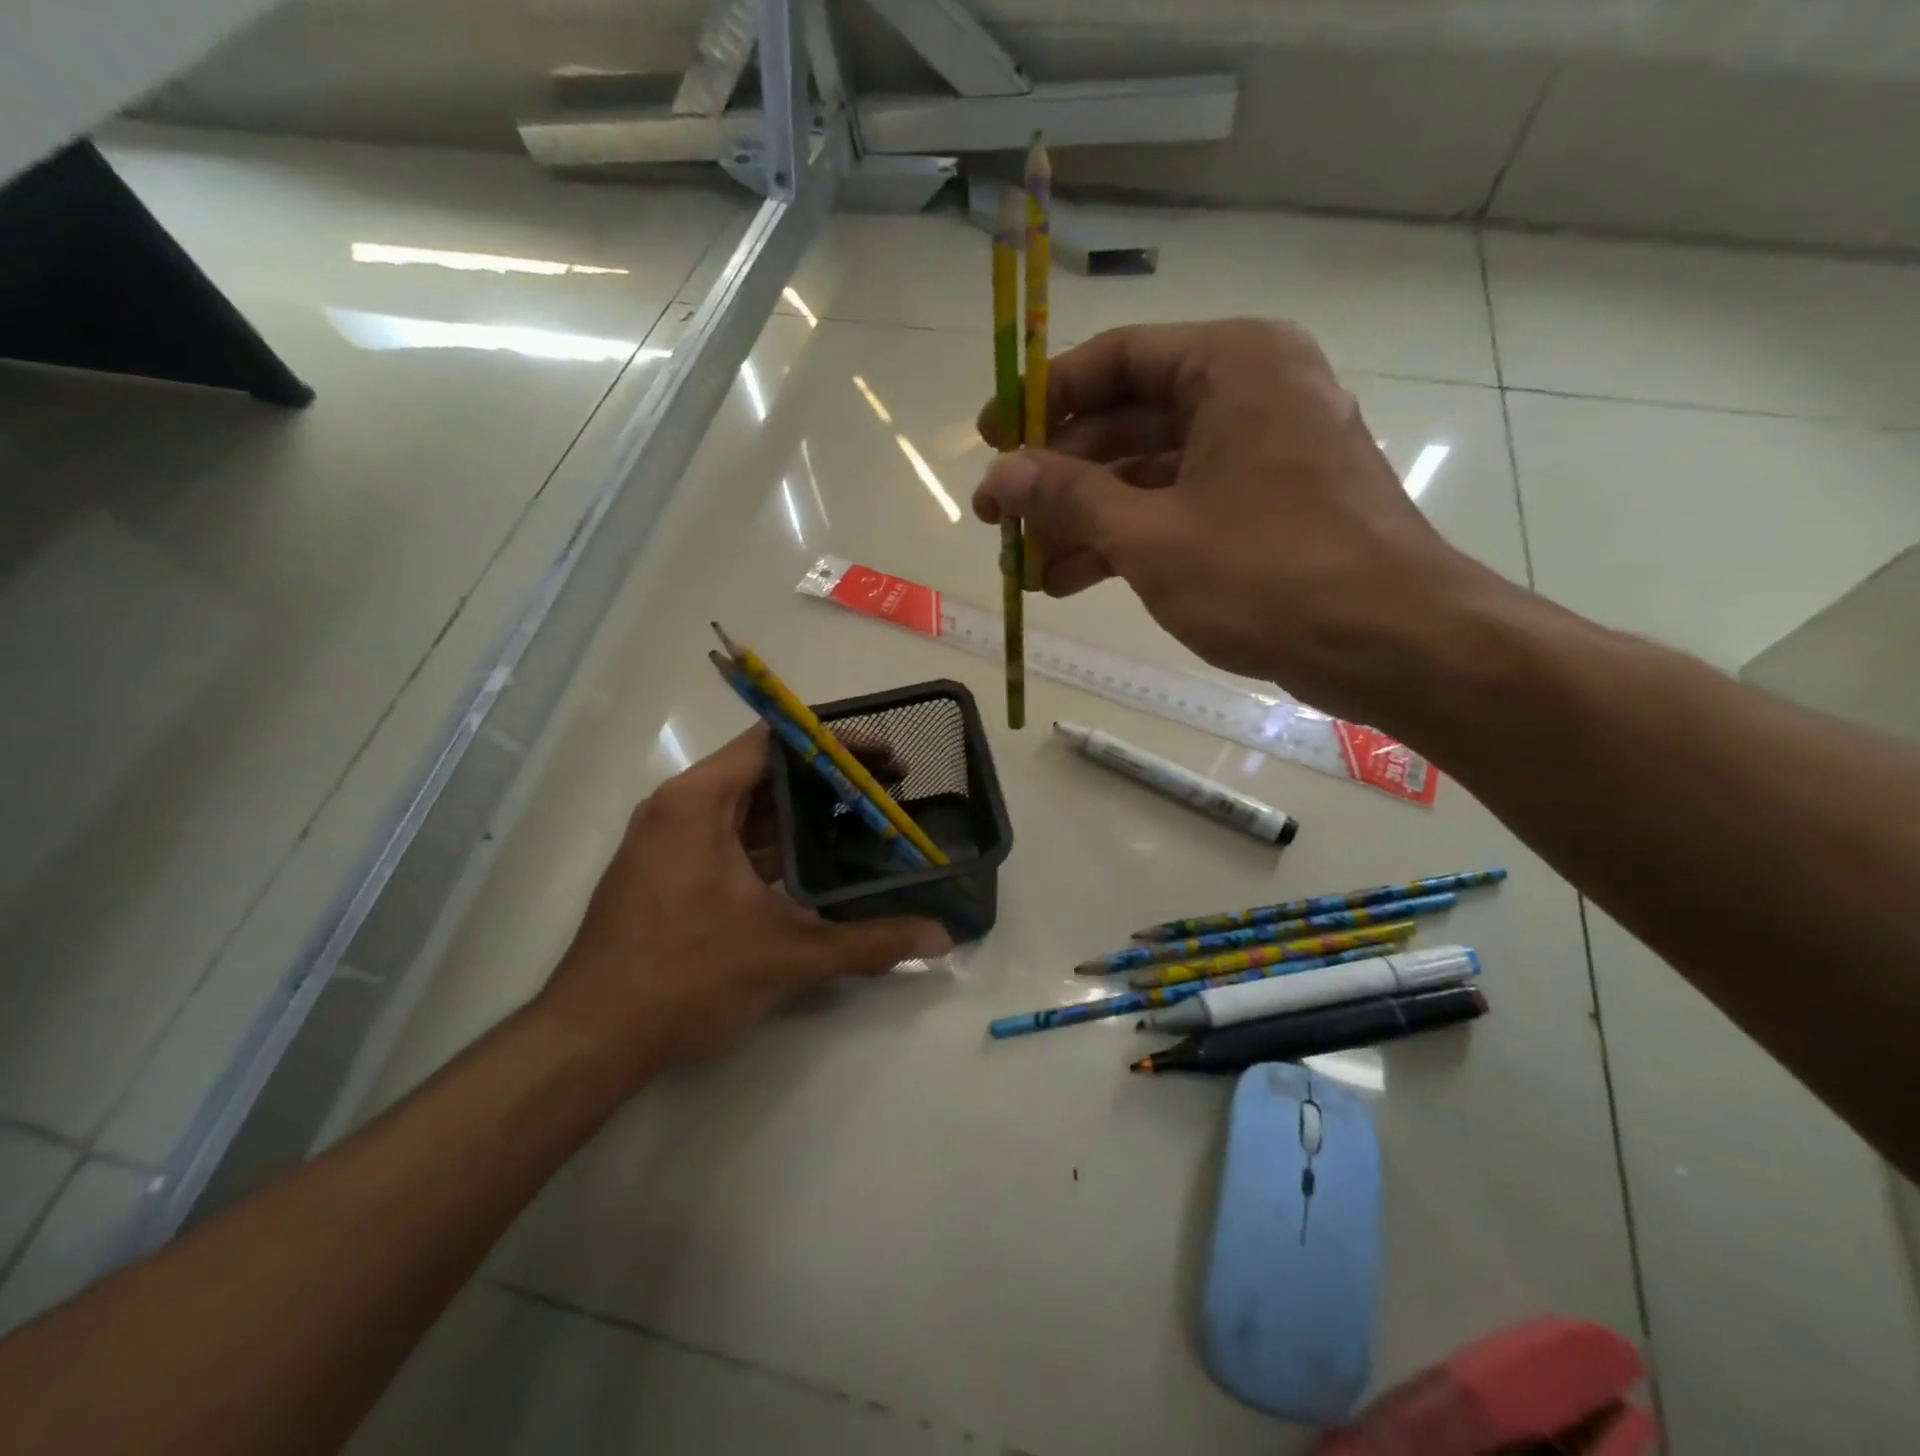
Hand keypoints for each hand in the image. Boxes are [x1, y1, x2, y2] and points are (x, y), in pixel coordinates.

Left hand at [537, 726, 951, 1081]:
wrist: (591, 1040)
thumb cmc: (685, 978)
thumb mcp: (786, 955)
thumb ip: (868, 943)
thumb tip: (940, 939)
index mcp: (698, 802)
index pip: (774, 743)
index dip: (834, 744)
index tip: (883, 758)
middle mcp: (681, 809)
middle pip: (767, 773)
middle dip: (830, 781)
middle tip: (891, 790)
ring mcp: (673, 843)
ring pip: (752, 811)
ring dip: (806, 817)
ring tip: (868, 823)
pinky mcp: (673, 875)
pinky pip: (736, 842)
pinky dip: (779, 847)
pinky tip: (823, 865)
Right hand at [973, 319, 1501, 723]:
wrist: (1391, 644)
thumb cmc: (1268, 574)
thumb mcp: (1150, 535)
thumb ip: (1068, 496)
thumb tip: (999, 474)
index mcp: (1231, 365)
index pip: (1115, 358)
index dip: (1043, 400)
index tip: (990, 441)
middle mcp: (1250, 392)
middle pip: (1128, 418)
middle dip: (1059, 476)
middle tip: (1002, 520)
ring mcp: (1261, 452)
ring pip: (1150, 471)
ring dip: (1086, 518)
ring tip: (1028, 566)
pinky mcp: (1266, 506)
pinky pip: (1179, 505)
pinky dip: (1128, 539)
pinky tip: (1073, 581)